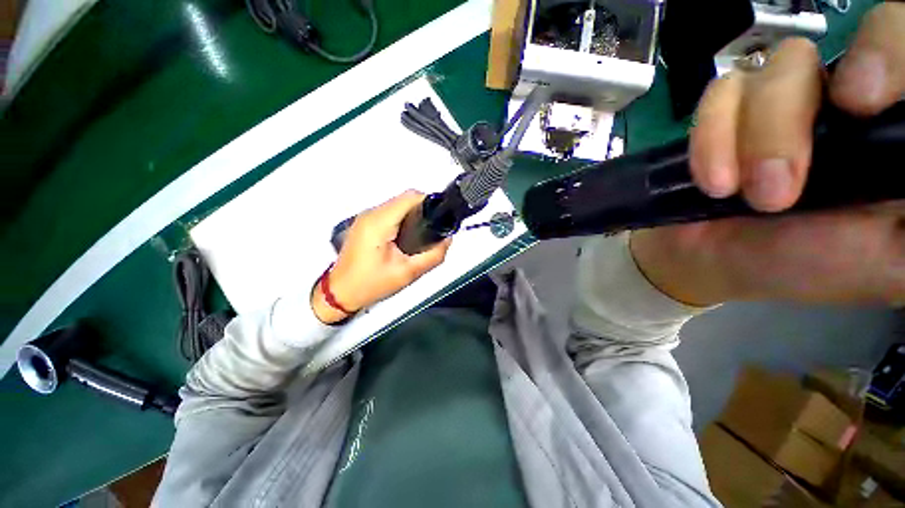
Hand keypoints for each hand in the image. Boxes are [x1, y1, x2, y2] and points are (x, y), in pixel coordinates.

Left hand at [311, 190, 451, 323]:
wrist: (340, 293)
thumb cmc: (370, 284)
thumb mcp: (408, 273)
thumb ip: (433, 256)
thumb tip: (447, 240)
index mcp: (379, 222)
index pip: (410, 197)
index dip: (429, 202)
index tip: (440, 217)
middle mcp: (370, 214)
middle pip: (404, 199)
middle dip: (423, 210)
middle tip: (433, 230)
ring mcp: (365, 217)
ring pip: (397, 204)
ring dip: (413, 215)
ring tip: (422, 235)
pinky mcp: (364, 223)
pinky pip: (389, 212)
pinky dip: (402, 219)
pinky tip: (407, 236)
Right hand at [631, 3, 904, 305]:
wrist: (718, 259)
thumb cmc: (806, 265)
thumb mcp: (887, 258)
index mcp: (888, 131)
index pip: (903, 49)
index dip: (888, 52)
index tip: (859, 105)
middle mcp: (842, 99)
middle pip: (831, 48)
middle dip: (795, 114)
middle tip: (778, 184)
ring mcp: (783, 98)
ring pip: (777, 69)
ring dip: (753, 136)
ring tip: (736, 192)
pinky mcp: (731, 111)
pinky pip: (720, 94)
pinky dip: (710, 137)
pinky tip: (713, 180)